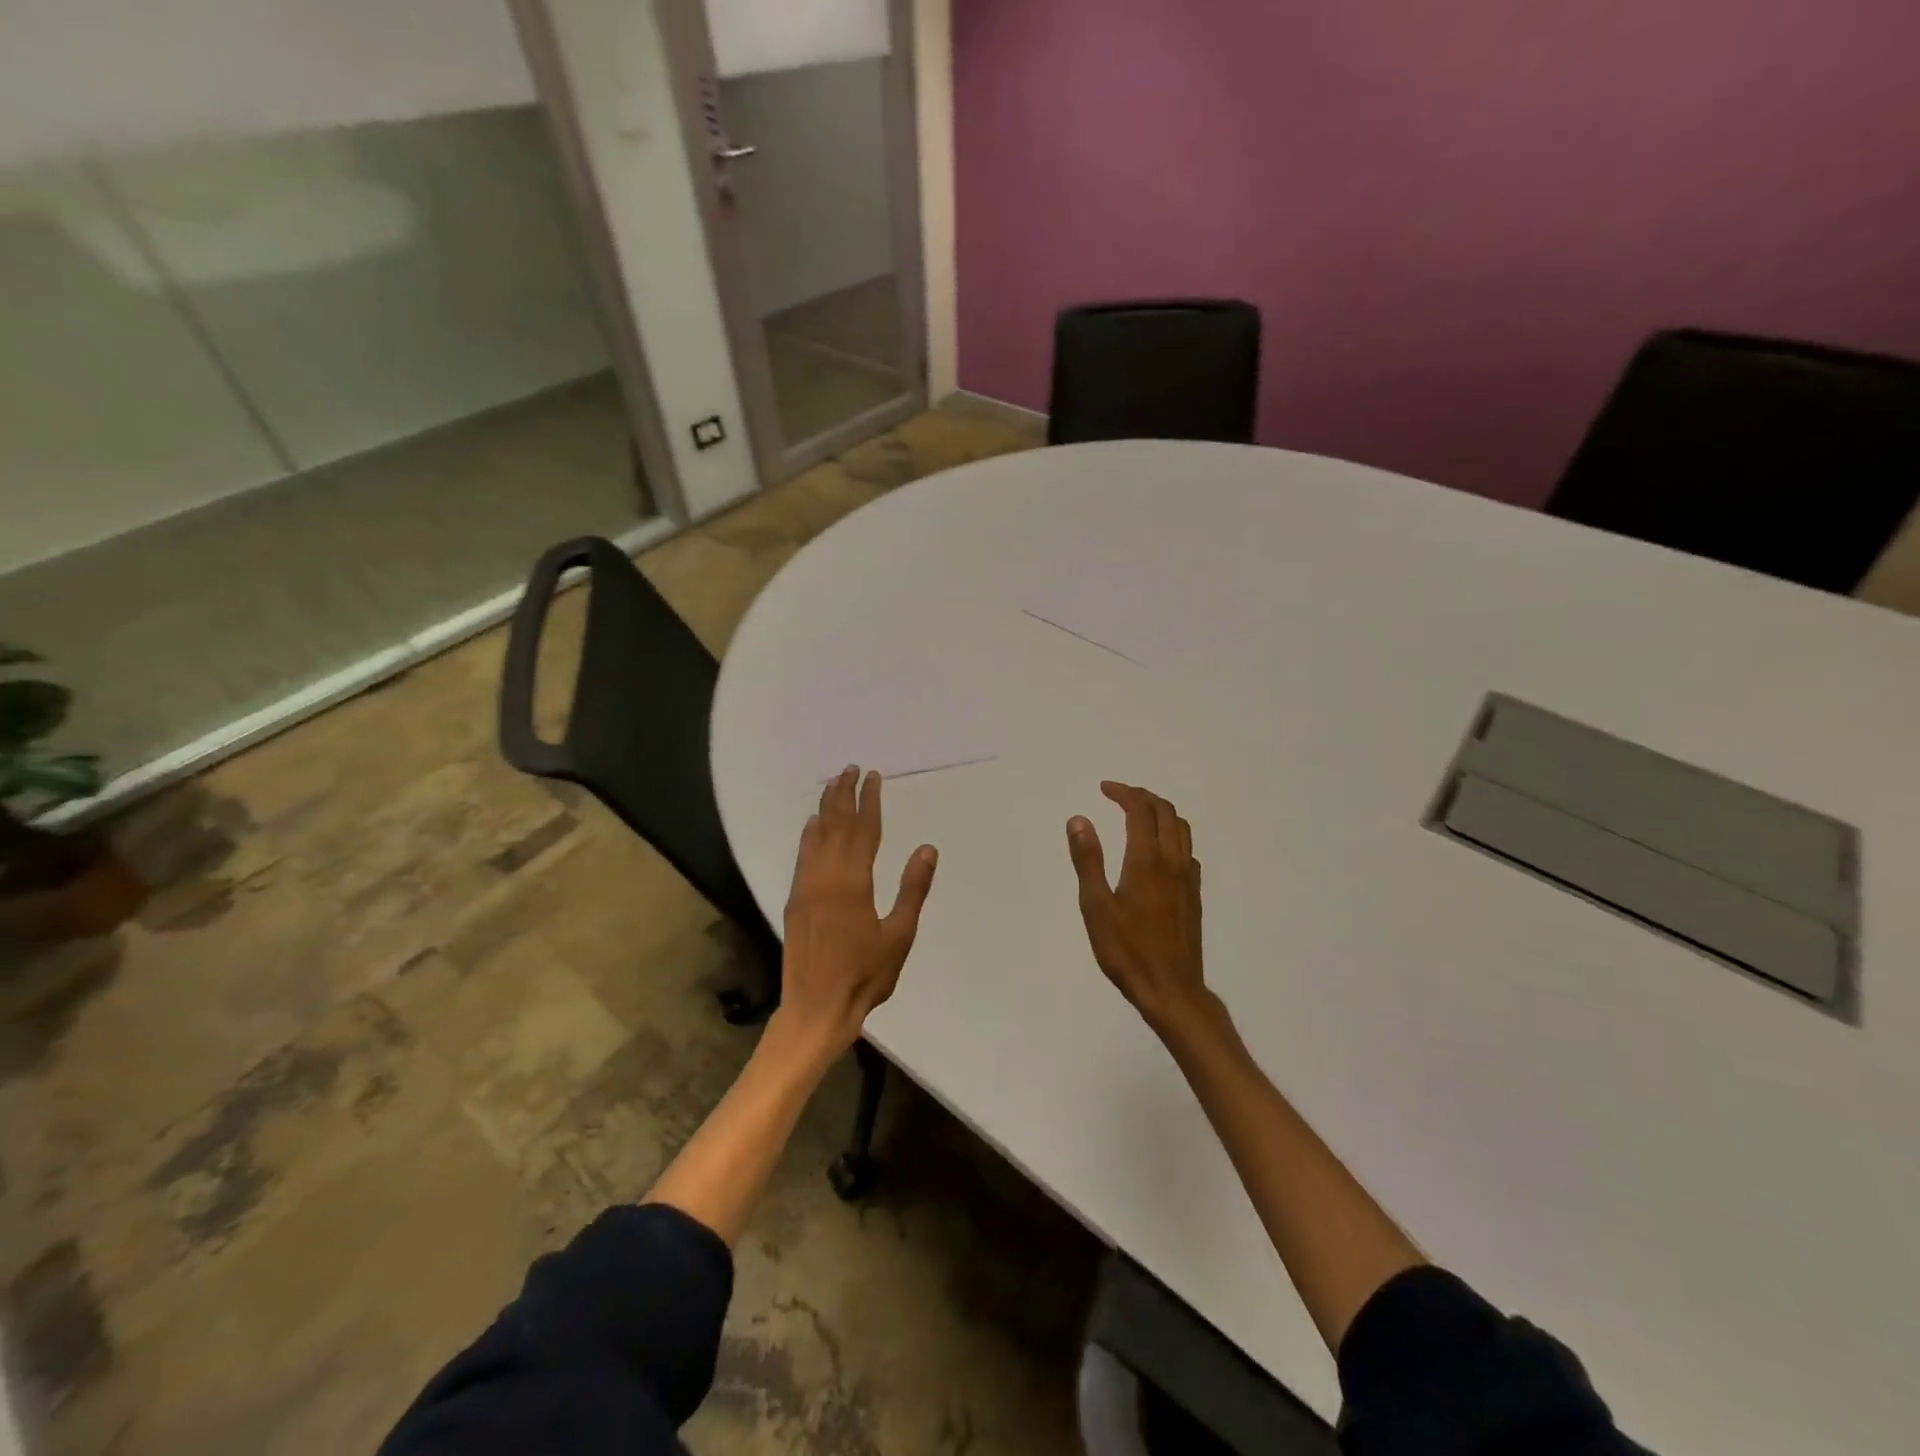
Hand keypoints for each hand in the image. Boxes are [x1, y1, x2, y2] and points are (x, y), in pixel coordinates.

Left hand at [776, 766, 937, 1059]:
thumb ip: (913, 889)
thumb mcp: (899, 936)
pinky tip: (811, 824)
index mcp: (854, 884)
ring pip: (816, 837)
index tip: (873, 776)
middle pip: (836, 826)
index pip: (864, 831)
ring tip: (832, 784)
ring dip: (824, 808)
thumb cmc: (865, 976)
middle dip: (844, 795)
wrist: (816, 1009)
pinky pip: (802, 857)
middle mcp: (826, 877)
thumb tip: (927, 848)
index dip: (869, 801)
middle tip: (850, 768)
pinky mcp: (794, 901)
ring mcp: (806, 888)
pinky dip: (807, 836)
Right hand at [1066, 782, 1209, 1031]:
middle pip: (1166, 812)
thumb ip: (1088, 860)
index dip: (1123, 792)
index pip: (1140, 810)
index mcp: (1146, 860)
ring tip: (1138, 815)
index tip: (1104, 788)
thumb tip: (1079, 819)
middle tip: (1119, 795)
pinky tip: (1158, 852)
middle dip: (1143, 796)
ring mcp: (1188, 879)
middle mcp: (1173, 862)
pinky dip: (1172, 836)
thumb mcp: (1096, 906)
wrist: (1172, 990)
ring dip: (1161, 812)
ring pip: (1182, 829)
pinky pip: (1188, 851)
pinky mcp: (1195, 896)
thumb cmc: (1127, 950)